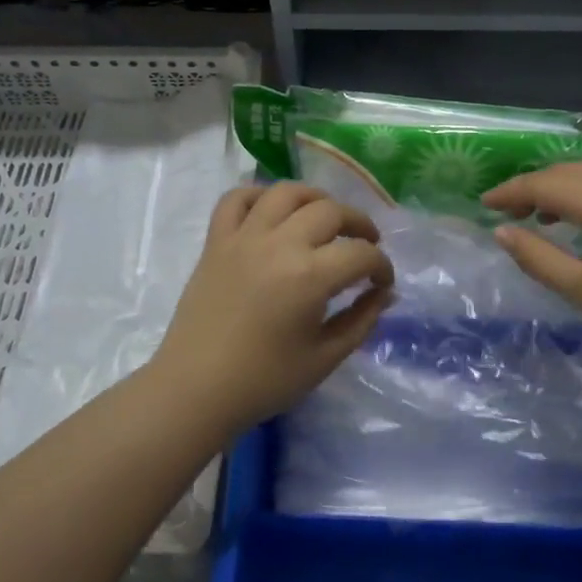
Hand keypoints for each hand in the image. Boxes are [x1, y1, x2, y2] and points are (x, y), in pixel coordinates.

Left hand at [151, 182, 393, 434]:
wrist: (196, 388)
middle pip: (330, 211)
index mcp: (310, 276)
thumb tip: (385, 293)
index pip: (361, 254)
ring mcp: (244, 237)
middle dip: (359, 224)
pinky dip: (258, 196)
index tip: (382, 282)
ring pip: (286, 193)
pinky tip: (273, 212)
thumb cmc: (264, 380)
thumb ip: (361, 320)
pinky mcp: (216, 241)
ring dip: (315, 198)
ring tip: (325, 217)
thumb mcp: (324, 358)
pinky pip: (236, 199)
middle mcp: (279, 244)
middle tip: (366, 244)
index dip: (381, 266)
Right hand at [481, 161, 581, 360]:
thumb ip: (536, 257)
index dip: (510, 191)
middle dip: (533, 185)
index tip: (484, 204)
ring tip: (541, 214)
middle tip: (508, 211)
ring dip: (561, 186)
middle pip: (568, 171)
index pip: (544, 183)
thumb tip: (502, 231)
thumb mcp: (581, 288)